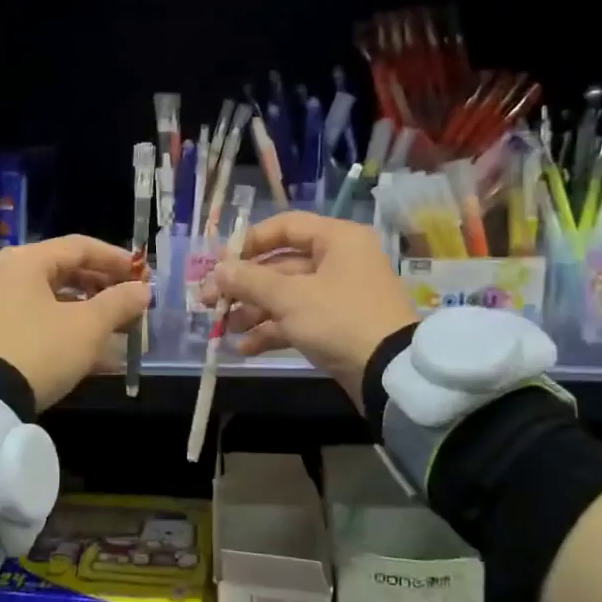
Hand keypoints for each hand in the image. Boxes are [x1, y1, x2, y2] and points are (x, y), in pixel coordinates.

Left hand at [0, 236, 150, 410]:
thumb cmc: (40, 349)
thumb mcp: (87, 326)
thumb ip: (119, 303)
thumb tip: (143, 290)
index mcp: (28, 261)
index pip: (81, 247)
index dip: (117, 259)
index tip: (144, 276)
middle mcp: (10, 275)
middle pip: (67, 272)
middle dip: (105, 288)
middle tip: (134, 304)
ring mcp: (0, 306)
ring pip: (56, 301)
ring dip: (91, 313)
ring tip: (121, 330)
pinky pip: (43, 323)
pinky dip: (71, 332)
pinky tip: (99, 356)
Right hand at [202, 212, 417, 406]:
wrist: (391, 373)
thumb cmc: (340, 320)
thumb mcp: (290, 298)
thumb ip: (250, 280)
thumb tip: (218, 270)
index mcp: (336, 240)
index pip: (284, 227)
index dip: (249, 243)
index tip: (220, 263)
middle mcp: (339, 261)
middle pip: (280, 265)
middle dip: (244, 285)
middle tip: (210, 301)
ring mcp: (338, 295)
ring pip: (286, 295)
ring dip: (253, 310)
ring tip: (225, 327)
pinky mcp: (336, 325)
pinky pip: (297, 319)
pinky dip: (272, 330)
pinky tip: (245, 347)